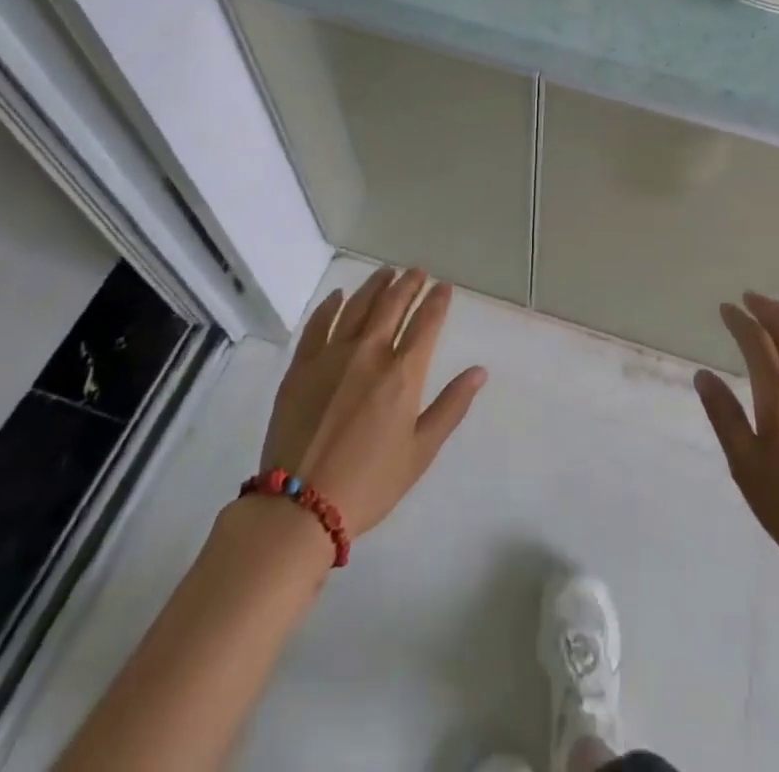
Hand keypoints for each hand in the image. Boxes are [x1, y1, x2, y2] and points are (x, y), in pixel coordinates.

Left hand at [257, 265, 485, 538]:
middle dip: (409, 284)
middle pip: (392, 305)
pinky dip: (331, 306)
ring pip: (357, 306)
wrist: (299, 507)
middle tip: (418, 271)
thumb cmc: (369, 483)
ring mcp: (331, 356)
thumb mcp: (420, 451)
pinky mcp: (301, 366)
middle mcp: (369, 353)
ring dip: (375, 286)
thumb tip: (479, 372)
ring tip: (387, 273)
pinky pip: (318, 324)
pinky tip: (339, 296)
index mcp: (402, 374)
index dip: (437, 301)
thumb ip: (451, 407)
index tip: (444, 287)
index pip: (426, 323)